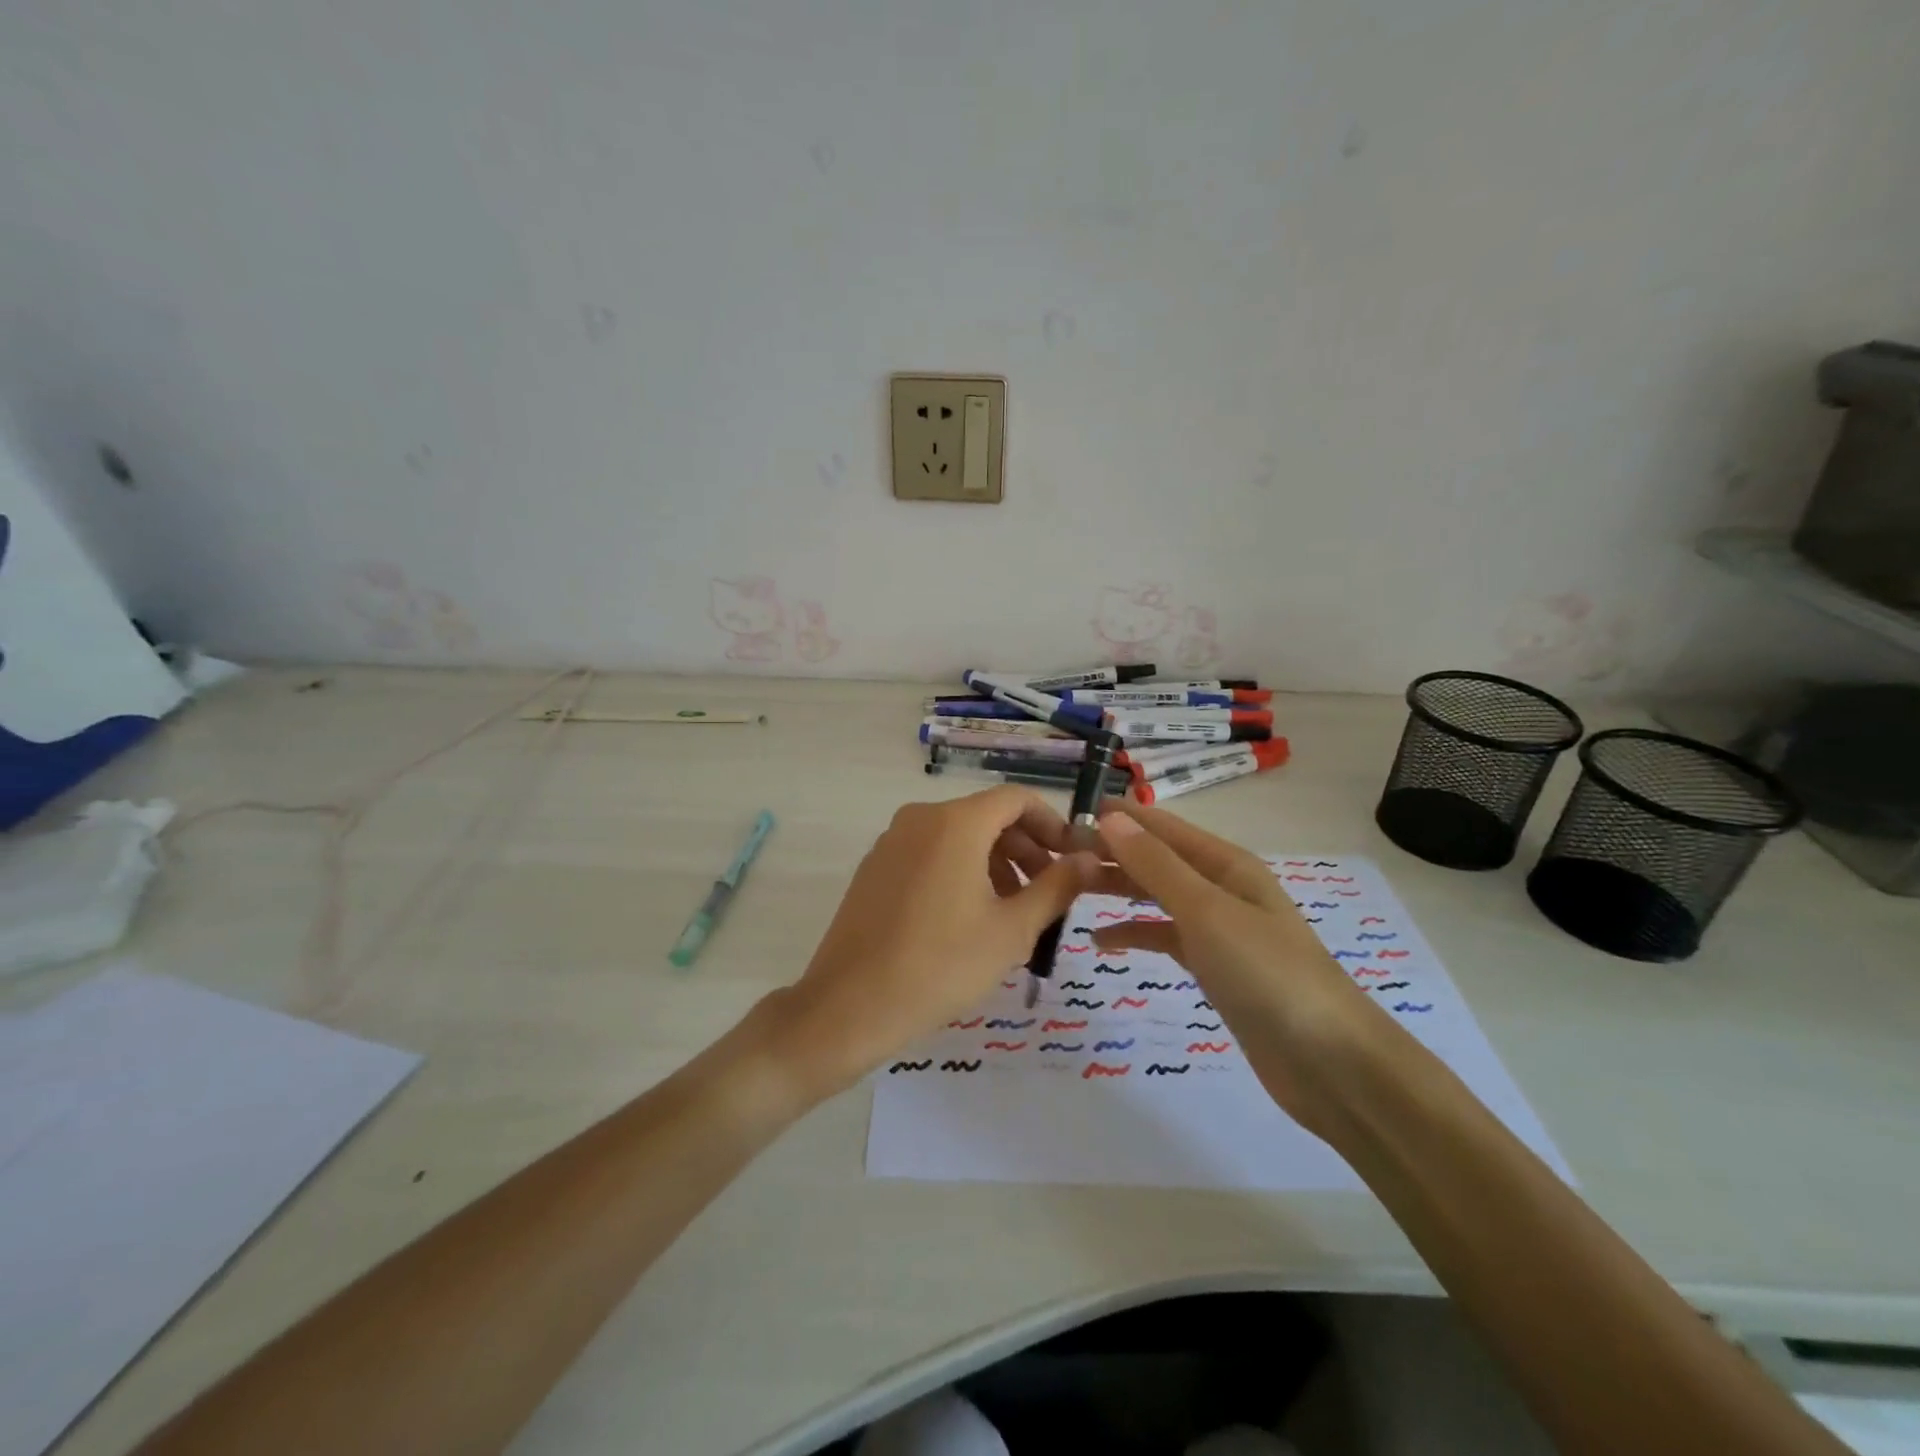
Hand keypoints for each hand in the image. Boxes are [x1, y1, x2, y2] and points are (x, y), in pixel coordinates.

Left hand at [769, 788, 1098, 1097]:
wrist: (849, 1005)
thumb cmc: (941, 965)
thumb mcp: (1011, 930)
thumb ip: (1057, 887)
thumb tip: (1089, 860)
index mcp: (955, 823)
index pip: (1016, 799)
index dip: (1051, 823)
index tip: (1071, 859)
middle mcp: (921, 818)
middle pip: (987, 816)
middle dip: (1025, 848)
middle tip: (1048, 892)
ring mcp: (892, 841)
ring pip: (958, 836)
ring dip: (994, 863)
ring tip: (1013, 911)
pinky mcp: (875, 867)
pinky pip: (930, 853)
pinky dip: (960, 870)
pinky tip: (969, 917)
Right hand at [1088, 805, 1379, 1131]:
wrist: (1329, 1062)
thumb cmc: (1267, 973)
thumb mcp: (1206, 911)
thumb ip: (1156, 865)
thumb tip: (1110, 819)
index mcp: (1225, 863)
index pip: (1161, 826)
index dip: (1118, 818)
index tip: (1066, 818)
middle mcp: (1221, 887)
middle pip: (1157, 858)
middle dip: (1111, 853)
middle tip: (1055, 859)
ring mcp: (1218, 928)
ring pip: (1157, 895)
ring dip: (1118, 889)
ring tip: (1070, 890)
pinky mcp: (1214, 966)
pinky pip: (1164, 936)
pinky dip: (1134, 933)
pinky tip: (1101, 942)